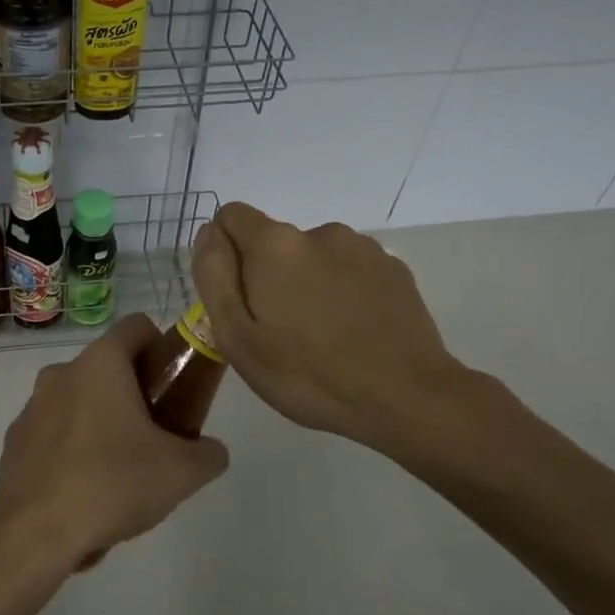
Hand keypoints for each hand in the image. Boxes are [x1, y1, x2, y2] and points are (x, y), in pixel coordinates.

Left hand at [0, 314, 229, 572]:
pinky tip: (85, 493)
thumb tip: (211, 452)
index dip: (163, 347)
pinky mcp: (14, 443)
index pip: (137, 327)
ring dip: (103, 423)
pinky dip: (73, 451)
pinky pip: (54, 435)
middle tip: (157, 436)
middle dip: (136, 393)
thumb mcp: (181, 472)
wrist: (34, 534)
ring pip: (79, 402)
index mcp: (100, 364)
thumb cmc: (112, 484)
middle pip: (108, 368)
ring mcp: (31, 408)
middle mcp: (61, 374)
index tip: (176, 383)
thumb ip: (208, 454)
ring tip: (121, 472)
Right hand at [191, 202, 474, 456]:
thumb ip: (214, 276)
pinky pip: (350, 271)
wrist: (405, 397)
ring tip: (320, 337)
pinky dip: (343, 292)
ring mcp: (363, 248)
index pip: (231, 217)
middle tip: (278, 333)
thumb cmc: (307, 374)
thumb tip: (209, 233)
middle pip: (274, 243)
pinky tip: (353, 334)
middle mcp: (319, 232)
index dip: (224, 253)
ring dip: (307, 284)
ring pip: (314, 257)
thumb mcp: (237, 336)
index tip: (237, 299)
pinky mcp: (394, 269)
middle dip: (268, 276)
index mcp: (275, 245)